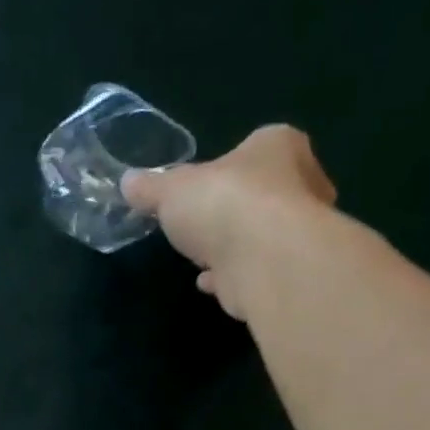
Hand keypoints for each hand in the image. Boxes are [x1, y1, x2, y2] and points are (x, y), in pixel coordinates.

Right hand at [123, 124, 338, 320]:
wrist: (265, 261)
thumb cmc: (225, 204)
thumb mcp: (172, 190)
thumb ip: (151, 188)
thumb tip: (128, 182)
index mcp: (278, 146)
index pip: (253, 149)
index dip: (223, 171)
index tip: (199, 191)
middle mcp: (302, 183)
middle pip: (259, 193)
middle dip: (230, 211)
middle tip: (201, 226)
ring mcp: (299, 231)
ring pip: (260, 235)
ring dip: (232, 247)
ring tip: (201, 258)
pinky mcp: (290, 272)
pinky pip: (255, 269)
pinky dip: (233, 276)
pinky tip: (209, 283)